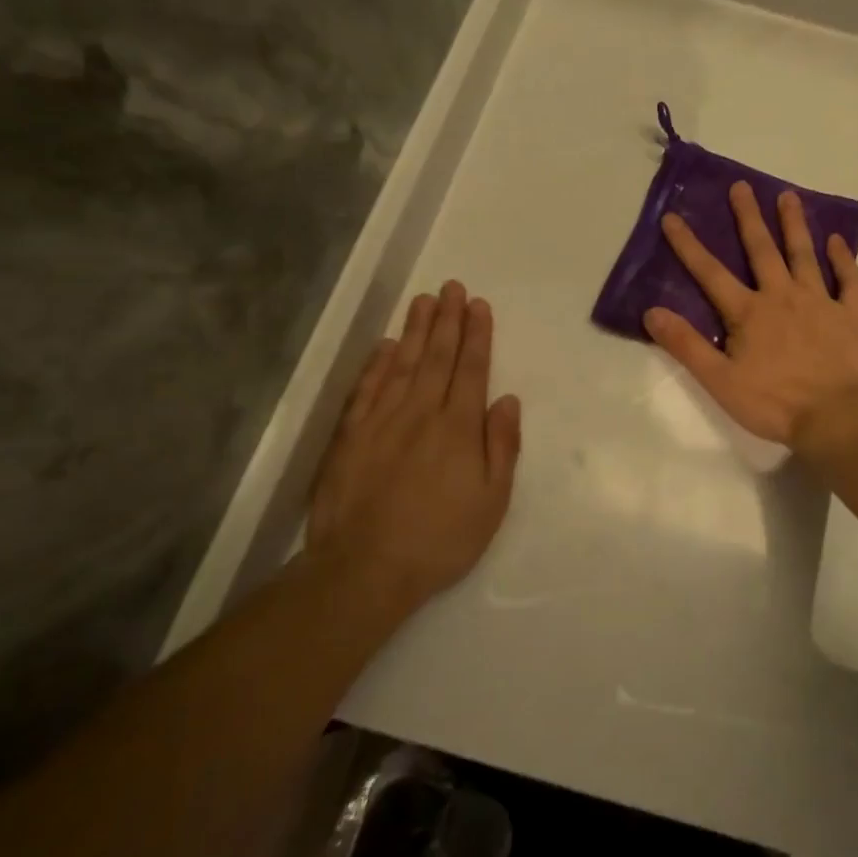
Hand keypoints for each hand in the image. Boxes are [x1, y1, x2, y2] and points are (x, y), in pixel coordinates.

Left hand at [309, 281, 521, 605]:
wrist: (364, 569)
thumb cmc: (440, 539)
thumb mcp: (491, 501)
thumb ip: (501, 446)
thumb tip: (507, 399)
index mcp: (459, 428)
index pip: (471, 370)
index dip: (477, 336)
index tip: (479, 306)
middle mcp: (421, 413)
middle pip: (438, 357)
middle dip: (449, 320)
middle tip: (453, 287)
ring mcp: (382, 421)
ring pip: (403, 364)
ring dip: (416, 330)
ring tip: (425, 300)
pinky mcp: (351, 436)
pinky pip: (367, 389)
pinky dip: (378, 363)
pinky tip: (387, 345)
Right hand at [645, 183, 857, 445]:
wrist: (837, 417)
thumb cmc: (774, 402)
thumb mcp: (720, 380)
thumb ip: (686, 345)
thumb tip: (652, 312)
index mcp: (749, 312)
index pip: (710, 273)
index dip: (688, 245)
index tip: (673, 217)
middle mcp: (782, 296)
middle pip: (762, 249)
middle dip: (748, 217)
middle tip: (742, 186)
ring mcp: (819, 302)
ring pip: (804, 254)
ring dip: (795, 224)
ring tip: (788, 196)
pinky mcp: (848, 315)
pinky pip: (849, 280)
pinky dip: (844, 259)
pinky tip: (838, 241)